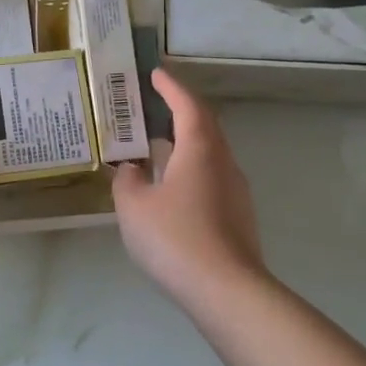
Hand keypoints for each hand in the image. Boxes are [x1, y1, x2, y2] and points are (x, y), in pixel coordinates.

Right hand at [112, 69, 266, 304]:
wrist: (226, 291)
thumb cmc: (175, 238)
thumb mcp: (133, 206)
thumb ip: (127, 180)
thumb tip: (132, 168)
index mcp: (199, 150)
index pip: (187, 106)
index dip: (171, 88)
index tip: (156, 74)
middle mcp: (224, 163)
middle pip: (205, 126)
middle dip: (181, 111)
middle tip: (155, 105)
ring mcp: (236, 192)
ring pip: (210, 154)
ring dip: (185, 143)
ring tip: (157, 146)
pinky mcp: (238, 217)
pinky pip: (211, 179)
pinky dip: (190, 170)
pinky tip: (171, 188)